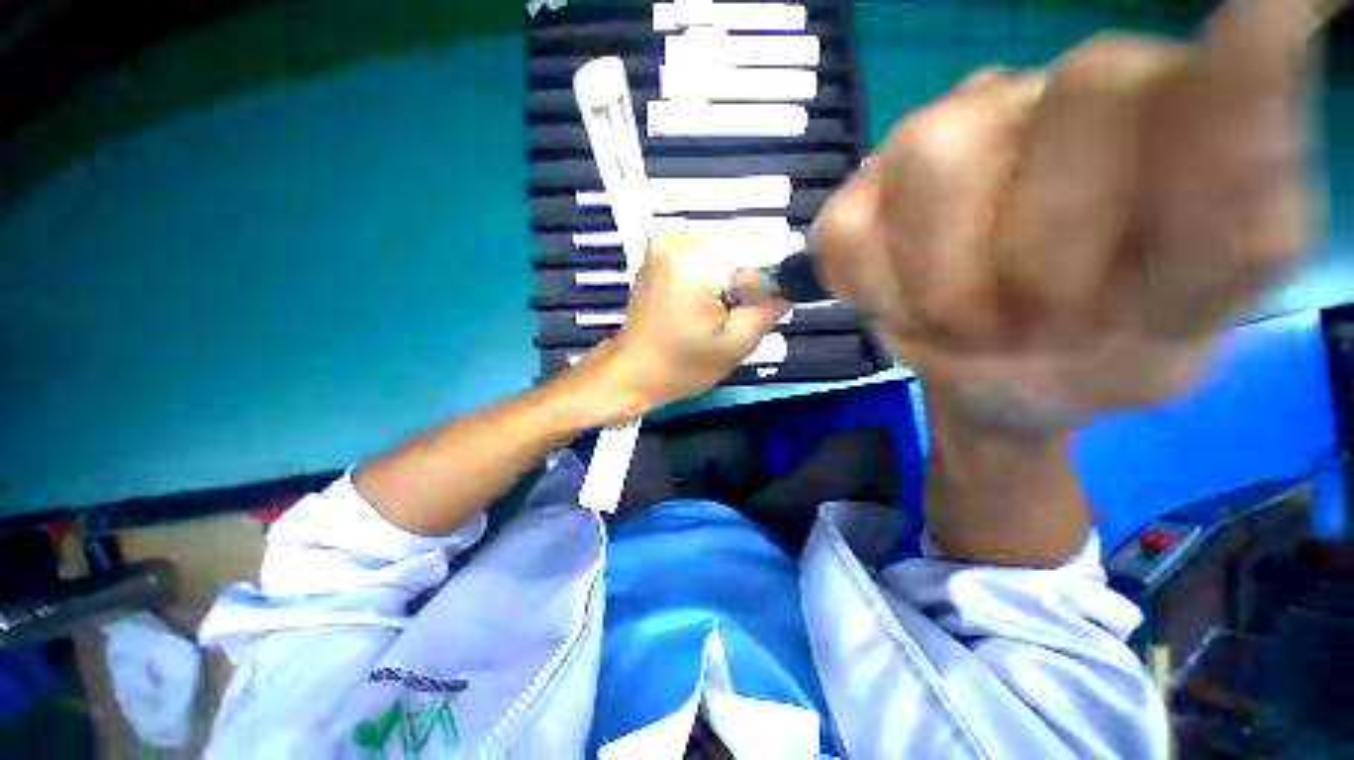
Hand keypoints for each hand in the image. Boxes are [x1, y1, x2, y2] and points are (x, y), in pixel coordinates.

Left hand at [587, 230, 788, 413]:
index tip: (762, 304)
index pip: (762, 245)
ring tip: (719, 306)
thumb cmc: (681, 366)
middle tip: (736, 311)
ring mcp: (665, 238)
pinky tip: (706, 297)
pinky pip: (708, 246)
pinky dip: (717, 268)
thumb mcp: (737, 344)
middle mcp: (678, 237)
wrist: (634, 370)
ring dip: (734, 271)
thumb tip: (790, 279)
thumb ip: (771, 305)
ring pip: (728, 242)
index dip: (772, 275)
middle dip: (751, 274)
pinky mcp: (661, 246)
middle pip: (744, 239)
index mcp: (695, 261)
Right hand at [815, 0, 1324, 434]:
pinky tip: (902, 305)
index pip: (1221, 66)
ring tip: (964, 319)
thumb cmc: (1099, 357)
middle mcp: (1045, 95)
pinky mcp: (854, 200)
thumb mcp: (1190, 327)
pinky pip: (848, 233)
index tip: (1281, 17)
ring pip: (930, 161)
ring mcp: (931, 140)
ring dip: (947, 282)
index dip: (1247, 57)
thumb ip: (1244, 216)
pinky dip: (873, 288)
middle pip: (1064, 106)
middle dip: (1047, 258)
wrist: (993, 385)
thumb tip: (1283, 13)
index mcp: (1163, 118)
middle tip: (1035, 323)